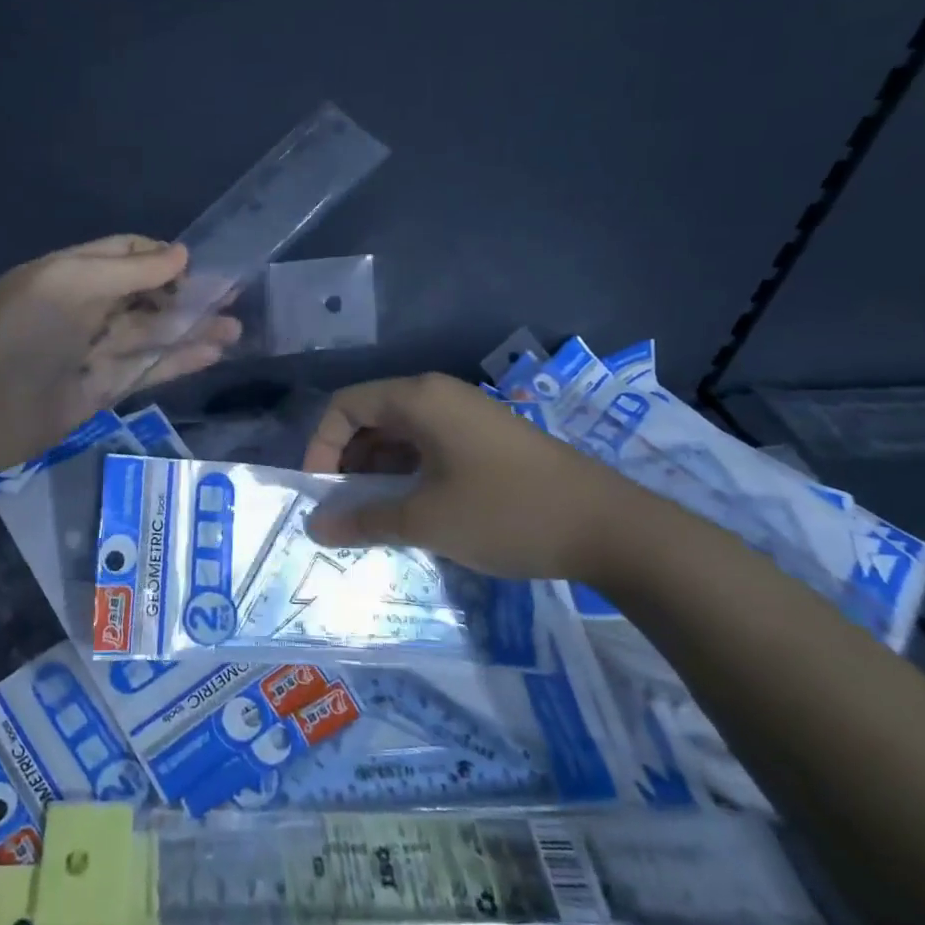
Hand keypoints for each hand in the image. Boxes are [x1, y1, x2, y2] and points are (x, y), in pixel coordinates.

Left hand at [0, 235, 241, 478]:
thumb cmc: (19, 334)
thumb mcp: (69, 285)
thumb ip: (128, 271)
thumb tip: (181, 254)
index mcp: (71, 273)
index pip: (125, 254)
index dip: (162, 257)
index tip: (200, 265)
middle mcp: (86, 308)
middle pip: (145, 295)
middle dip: (186, 294)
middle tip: (233, 295)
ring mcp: (95, 351)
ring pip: (152, 334)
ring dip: (192, 329)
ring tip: (235, 327)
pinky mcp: (104, 390)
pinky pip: (148, 370)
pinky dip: (179, 361)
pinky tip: (213, 354)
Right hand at [300, 373, 649, 581]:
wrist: (610, 528)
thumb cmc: (506, 513)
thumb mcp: (426, 520)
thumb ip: (363, 520)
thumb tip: (314, 526)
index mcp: (419, 399)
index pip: (345, 406)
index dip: (321, 446)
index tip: (320, 493)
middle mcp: (439, 396)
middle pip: (371, 417)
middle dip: (348, 463)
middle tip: (343, 511)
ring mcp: (466, 416)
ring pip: (400, 435)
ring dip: (378, 472)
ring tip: (374, 517)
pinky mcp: (486, 440)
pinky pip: (429, 447)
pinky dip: (409, 474)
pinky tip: (412, 511)